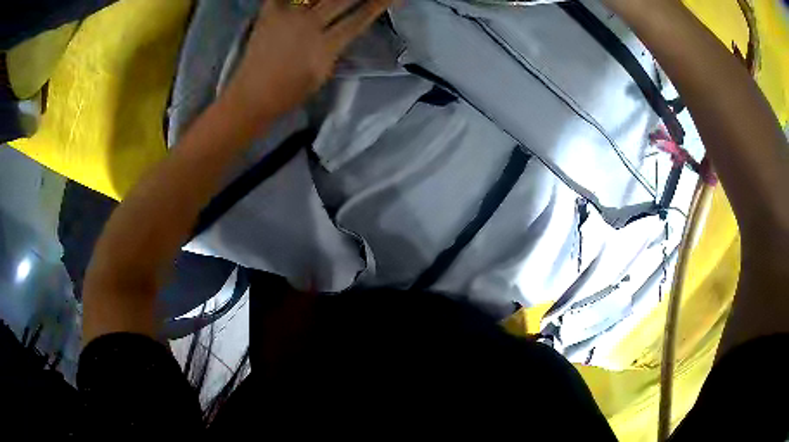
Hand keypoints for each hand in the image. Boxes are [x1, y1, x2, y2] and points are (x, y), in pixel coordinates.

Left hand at [224, 0, 390, 126]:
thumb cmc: (289, 93)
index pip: (359, 19)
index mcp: (325, 47)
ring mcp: (287, 17)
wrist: (252, 97)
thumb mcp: (322, 74)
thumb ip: (334, 48)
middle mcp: (309, 26)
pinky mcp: (268, 14)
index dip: (379, 5)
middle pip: (341, 0)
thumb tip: (344, 30)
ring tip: (333, 0)